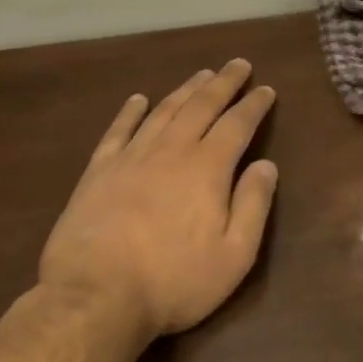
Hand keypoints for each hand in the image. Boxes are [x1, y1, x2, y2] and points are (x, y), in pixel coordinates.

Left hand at [39, 60, 278, 343]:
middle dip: (223, 83)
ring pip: (163, 112)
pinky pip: (118, 131)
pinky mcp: (98, 172)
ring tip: (201, 74)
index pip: (237, 125)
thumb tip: (266, 165)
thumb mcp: (234, 254)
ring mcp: (130, 158)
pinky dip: (130, 112)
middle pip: (201, 106)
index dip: (253, 105)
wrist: (96, 296)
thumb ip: (254, 205)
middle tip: (237, 64)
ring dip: (185, 90)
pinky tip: (138, 99)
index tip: (266, 89)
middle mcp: (171, 152)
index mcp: (208, 169)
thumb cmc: (175, 281)